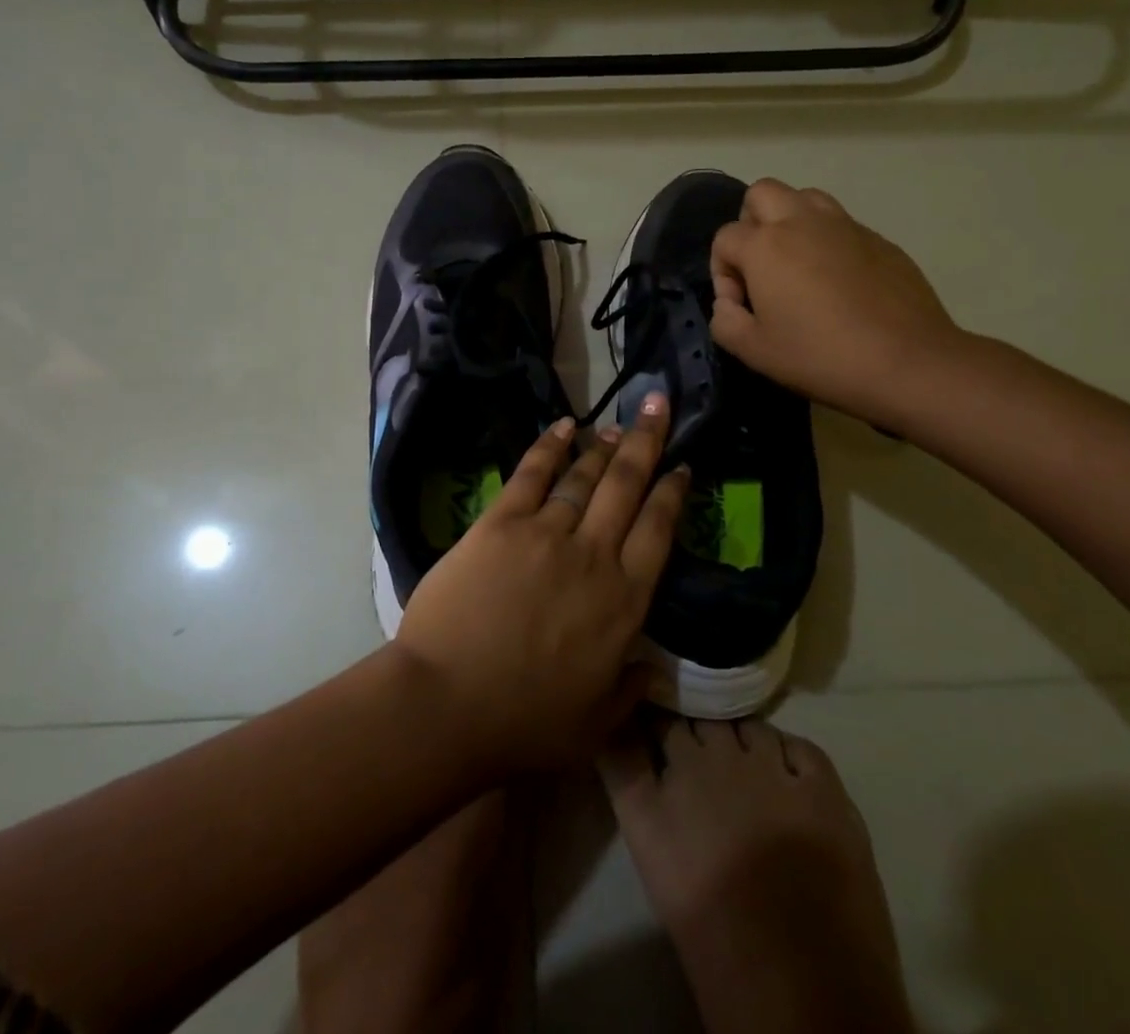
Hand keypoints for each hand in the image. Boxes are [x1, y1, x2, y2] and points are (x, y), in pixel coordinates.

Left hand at [392, 393, 689, 776]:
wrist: (447, 705)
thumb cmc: (523, 723)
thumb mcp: (594, 723)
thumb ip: (628, 690)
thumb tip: (651, 667)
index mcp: (623, 601)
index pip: (659, 531)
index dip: (673, 494)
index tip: (682, 467)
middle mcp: (593, 555)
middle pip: (627, 486)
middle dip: (648, 443)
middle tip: (659, 407)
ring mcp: (545, 533)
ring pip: (583, 477)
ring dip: (603, 447)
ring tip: (618, 424)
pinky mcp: (501, 523)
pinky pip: (531, 474)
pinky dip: (550, 447)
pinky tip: (565, 427)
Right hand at [709, 179, 960, 424]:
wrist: (907, 362)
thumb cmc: (820, 356)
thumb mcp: (753, 351)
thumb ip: (725, 320)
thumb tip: (730, 303)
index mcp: (766, 246)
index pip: (724, 238)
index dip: (722, 272)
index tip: (740, 305)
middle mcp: (802, 222)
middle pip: (762, 194)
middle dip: (750, 224)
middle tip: (761, 267)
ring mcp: (845, 226)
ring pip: (805, 197)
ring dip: (790, 221)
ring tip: (797, 265)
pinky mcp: (879, 239)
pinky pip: (841, 225)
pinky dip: (828, 242)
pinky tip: (838, 283)